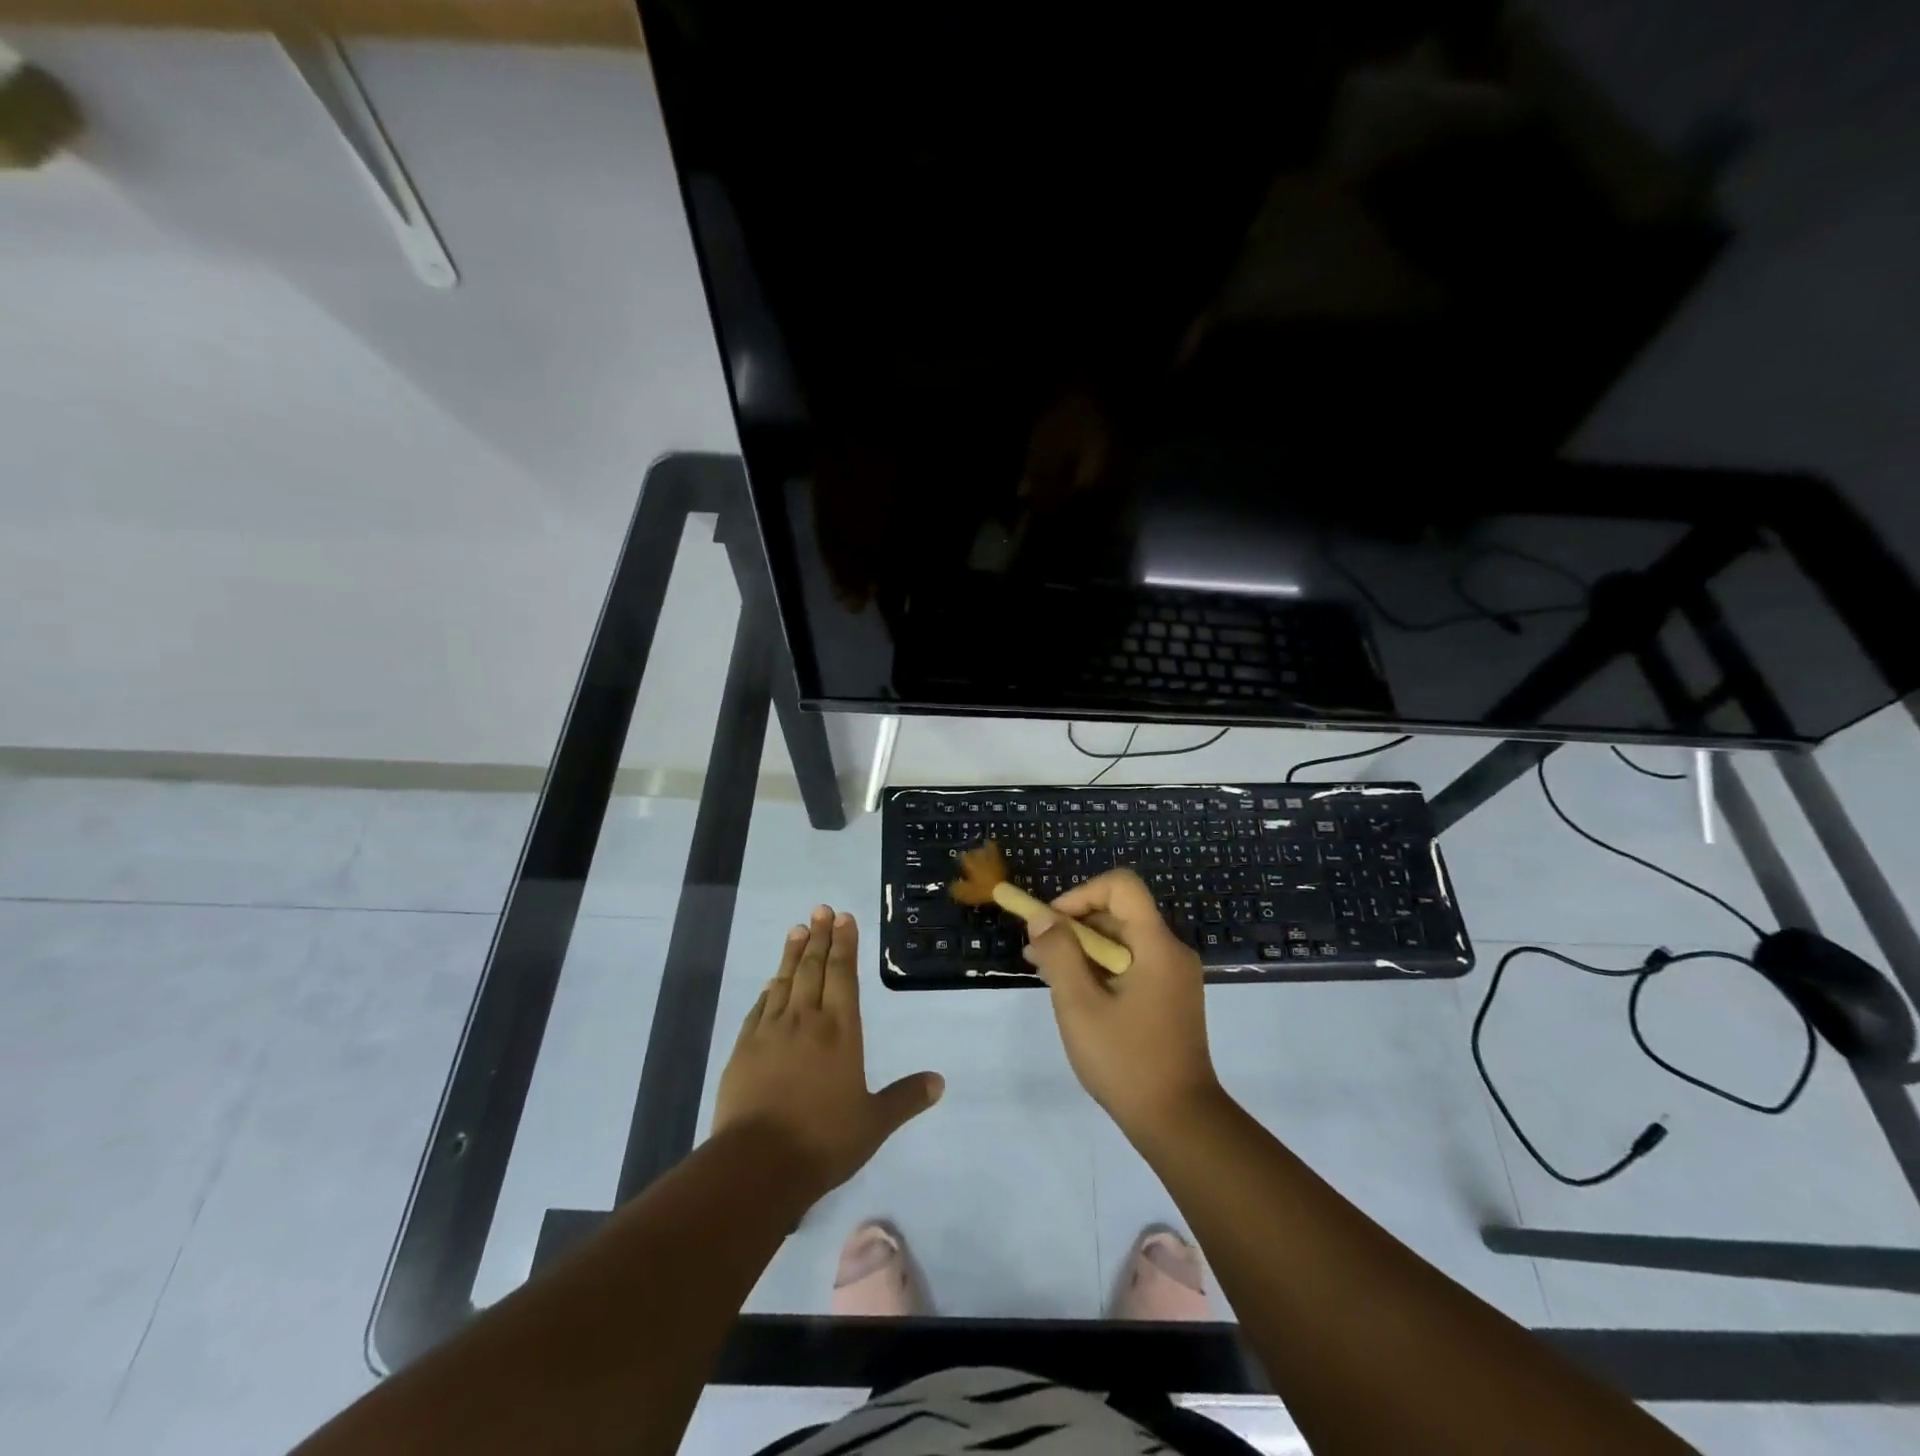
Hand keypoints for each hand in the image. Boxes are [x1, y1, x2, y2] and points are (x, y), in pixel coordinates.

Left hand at [714, 905, 943, 1200]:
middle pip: (813, 968)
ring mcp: (770, 1031)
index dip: (844, 945)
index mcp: (840, 1031)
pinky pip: (759, 1008)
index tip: (844, 918)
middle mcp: (806, 1021)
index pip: (843, 976)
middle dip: (819, 937)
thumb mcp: (874, 1123)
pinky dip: (768, 990)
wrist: (757, 1164)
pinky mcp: (744, 1048)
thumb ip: (905, 1098)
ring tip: (797, 929)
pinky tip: (771, 983)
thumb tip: (939, 1082)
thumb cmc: (823, 1140)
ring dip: (792, 953)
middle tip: (821, 910)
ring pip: (784, 981)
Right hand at [1021, 871, 1221, 1140]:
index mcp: (1157, 945)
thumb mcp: (1080, 1005)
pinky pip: (1130, 964)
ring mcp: (1173, 976)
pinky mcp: (1169, 997)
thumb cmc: (1126, 1061)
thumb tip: (1042, 918)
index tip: (1051, 923)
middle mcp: (1171, 951)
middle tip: (1037, 954)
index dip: (1081, 894)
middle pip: (1118, 913)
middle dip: (1074, 925)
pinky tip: (1073, 993)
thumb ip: (1059, 954)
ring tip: (1046, 974)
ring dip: (1082, 948)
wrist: (1179, 1122)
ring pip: (1121, 940)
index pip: (1121, 886)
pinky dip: (1100, 968)